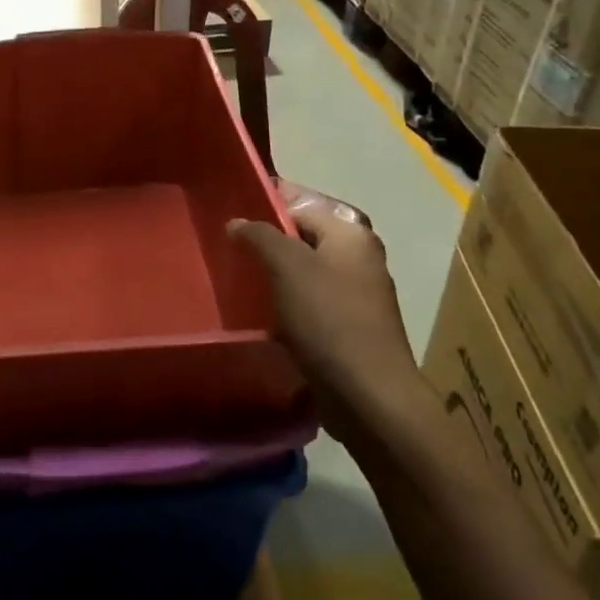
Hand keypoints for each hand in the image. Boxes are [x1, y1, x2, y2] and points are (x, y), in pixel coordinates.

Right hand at [229, 185, 430, 441]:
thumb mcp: (287, 266)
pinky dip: (288, 305)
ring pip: (305, 273)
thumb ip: (260, 235)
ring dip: (276, 277)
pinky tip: (262, 316)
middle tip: (230, 249)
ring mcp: (358, 295)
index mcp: (351, 234)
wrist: (369, 396)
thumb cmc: (328, 319)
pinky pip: (311, 304)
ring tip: (239, 282)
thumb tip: (238, 222)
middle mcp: (360, 258)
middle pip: (304, 238)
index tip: (231, 214)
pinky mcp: (350, 328)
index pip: (301, 203)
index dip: (266, 205)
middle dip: (268, 243)